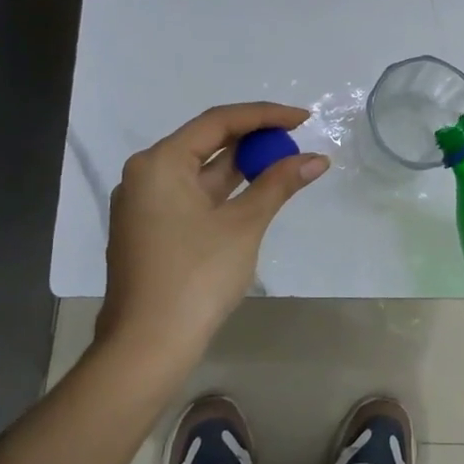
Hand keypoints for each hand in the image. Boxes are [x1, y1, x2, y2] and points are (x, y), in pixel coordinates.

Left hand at [96, 102, 327, 377]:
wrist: (147, 347)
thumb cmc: (196, 276)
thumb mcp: (243, 224)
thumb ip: (279, 184)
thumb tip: (317, 159)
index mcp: (160, 163)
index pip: (218, 122)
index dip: (265, 116)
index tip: (304, 119)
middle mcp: (146, 175)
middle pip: (207, 142)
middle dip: (255, 140)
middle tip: (297, 141)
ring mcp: (146, 205)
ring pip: (202, 171)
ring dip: (243, 166)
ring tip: (286, 163)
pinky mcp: (152, 230)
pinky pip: (194, 195)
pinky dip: (227, 190)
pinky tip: (257, 193)